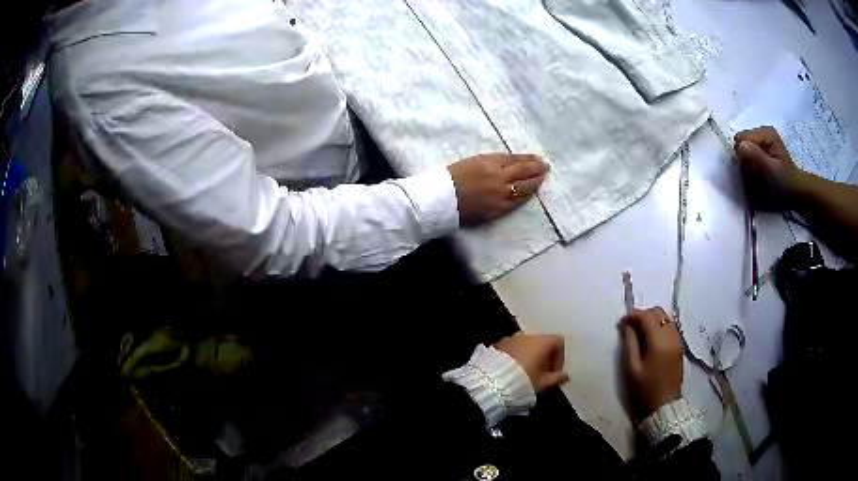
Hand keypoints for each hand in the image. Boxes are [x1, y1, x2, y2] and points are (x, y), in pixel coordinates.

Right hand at [447, 153, 547, 225]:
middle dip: (537, 168)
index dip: (528, 159)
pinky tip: (532, 193)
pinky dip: (526, 196)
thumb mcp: (472, 161)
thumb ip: (491, 162)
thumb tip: (509, 163)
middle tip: (545, 167)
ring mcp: (500, 194)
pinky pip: (517, 202)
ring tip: (542, 178)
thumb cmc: (451, 177)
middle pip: (524, 171)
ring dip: (536, 181)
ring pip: (524, 187)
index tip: (537, 158)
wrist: (440, 199)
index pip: (515, 159)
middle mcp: (499, 177)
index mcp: (489, 162)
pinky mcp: (498, 209)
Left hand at [494, 332, 568, 392]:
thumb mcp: (543, 382)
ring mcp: (511, 338)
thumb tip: (565, 376)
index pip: (558, 341)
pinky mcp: (498, 344)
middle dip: (544, 357)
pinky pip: (513, 348)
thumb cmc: (524, 380)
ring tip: (527, 373)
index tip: (554, 372)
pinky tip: (513, 371)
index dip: (560, 357)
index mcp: (542, 341)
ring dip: (530, 356)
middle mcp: (527, 335)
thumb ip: (557, 378)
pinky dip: (517, 356)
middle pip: (542, 342)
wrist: (492, 381)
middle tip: (542, 374)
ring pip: (526, 345)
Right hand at [621, 308, 682, 419]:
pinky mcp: (680, 346)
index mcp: (658, 341)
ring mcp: (678, 340)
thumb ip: (629, 343)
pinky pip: (670, 327)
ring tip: (640, 332)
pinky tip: (651, 339)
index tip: (622, 322)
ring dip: (652, 320)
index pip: (646, 316)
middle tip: (630, 327)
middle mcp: (671, 335)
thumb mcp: (631, 368)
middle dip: (643, 315)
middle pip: (658, 312)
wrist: (663, 406)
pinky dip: (660, 326)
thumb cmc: (644, 389)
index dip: (633, 315)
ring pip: (666, 318)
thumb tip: (627, 325)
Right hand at [734, 126, 802, 209]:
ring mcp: (760, 141)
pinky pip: (746, 156)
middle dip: (745, 161)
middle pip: (741, 144)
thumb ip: (756, 157)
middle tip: (757, 175)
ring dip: (747, 166)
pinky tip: (758, 174)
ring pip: (742, 151)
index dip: (743, 156)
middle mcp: (761, 132)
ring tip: (759, 176)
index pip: (741, 139)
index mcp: (765, 132)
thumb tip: (739, 146)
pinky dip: (750, 167)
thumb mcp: (772, 171)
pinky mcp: (760, 149)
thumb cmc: (785, 183)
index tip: (753, 171)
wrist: (795, 191)